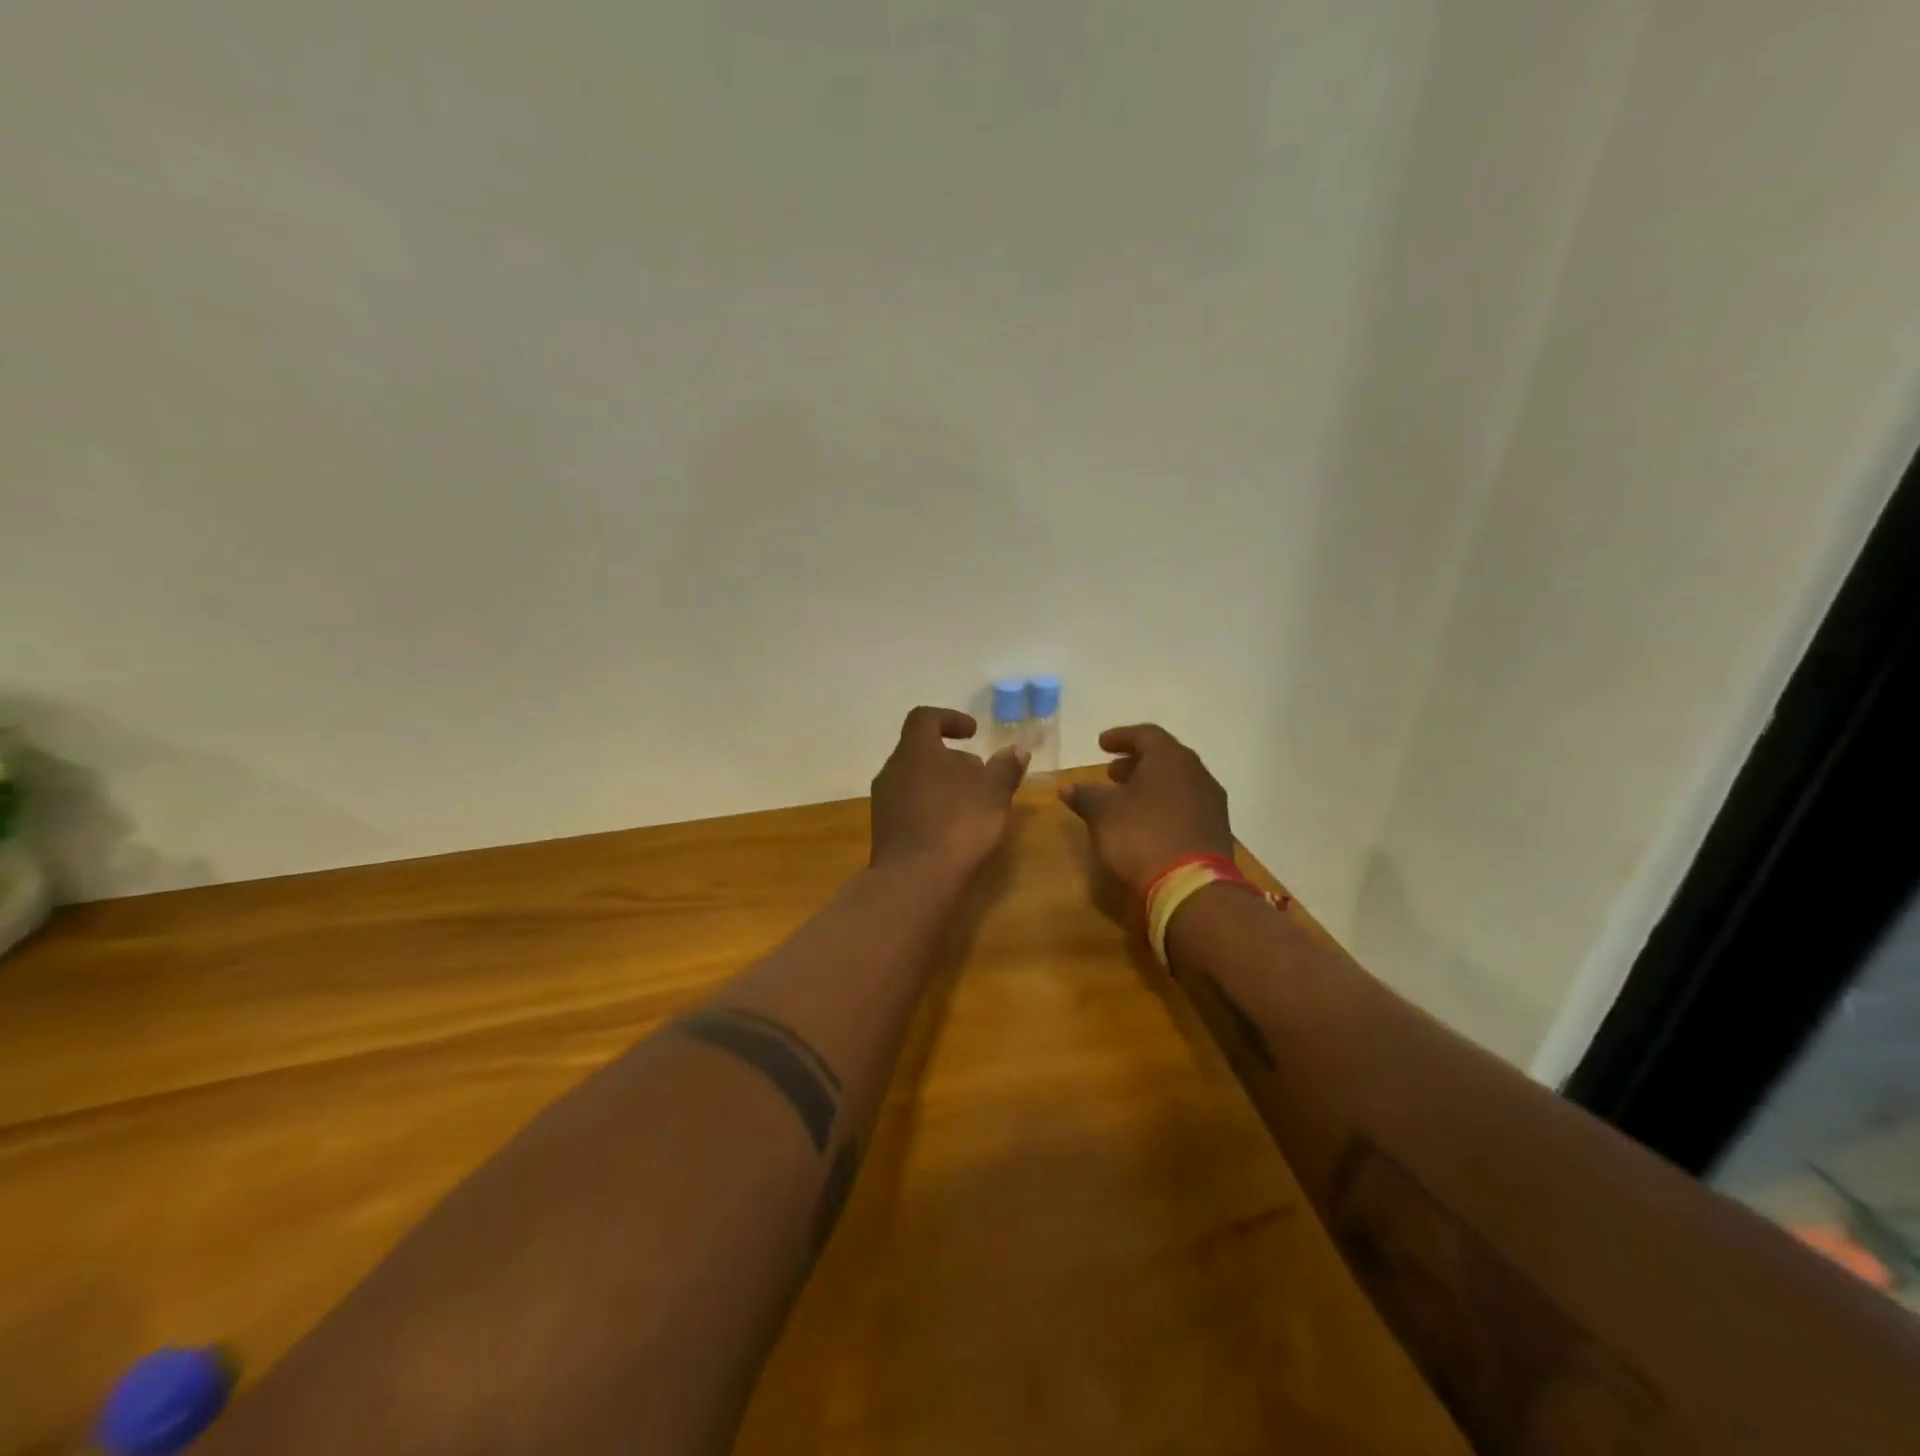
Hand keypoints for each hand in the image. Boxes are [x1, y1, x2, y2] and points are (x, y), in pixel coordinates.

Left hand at [870, 706, 1027, 877]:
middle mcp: (892, 770)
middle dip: (953, 758)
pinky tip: (952, 828)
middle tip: (981, 774)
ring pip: (915, 779)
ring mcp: (883, 801)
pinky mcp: (883, 829)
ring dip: (943, 784)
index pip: (925, 718)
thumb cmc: (957, 825)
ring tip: (972, 803)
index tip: (973, 733)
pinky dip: (931, 806)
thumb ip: (1005, 768)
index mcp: (915, 751)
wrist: (913, 880)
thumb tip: (1017, 750)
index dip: (950, 719)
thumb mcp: (993, 794)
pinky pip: (909, 805)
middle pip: (921, 751)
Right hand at [1060, 724, 1233, 899]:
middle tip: (1111, 773)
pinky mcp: (1215, 832)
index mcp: (1171, 759)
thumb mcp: (1103, 814)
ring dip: (1150, 787)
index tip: (1101, 744)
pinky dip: (1163, 807)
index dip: (1121, 737)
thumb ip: (1086, 796)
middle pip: (1164, 759)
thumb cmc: (1142, 838)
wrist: (1191, 890)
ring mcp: (1211, 804)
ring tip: (1125, 800)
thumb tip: (1068, 787)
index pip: (1146, 735)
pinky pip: (1185, 807)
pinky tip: (1146, 824)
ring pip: (1177, 784)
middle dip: (1135, 764)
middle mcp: (1197, 774)